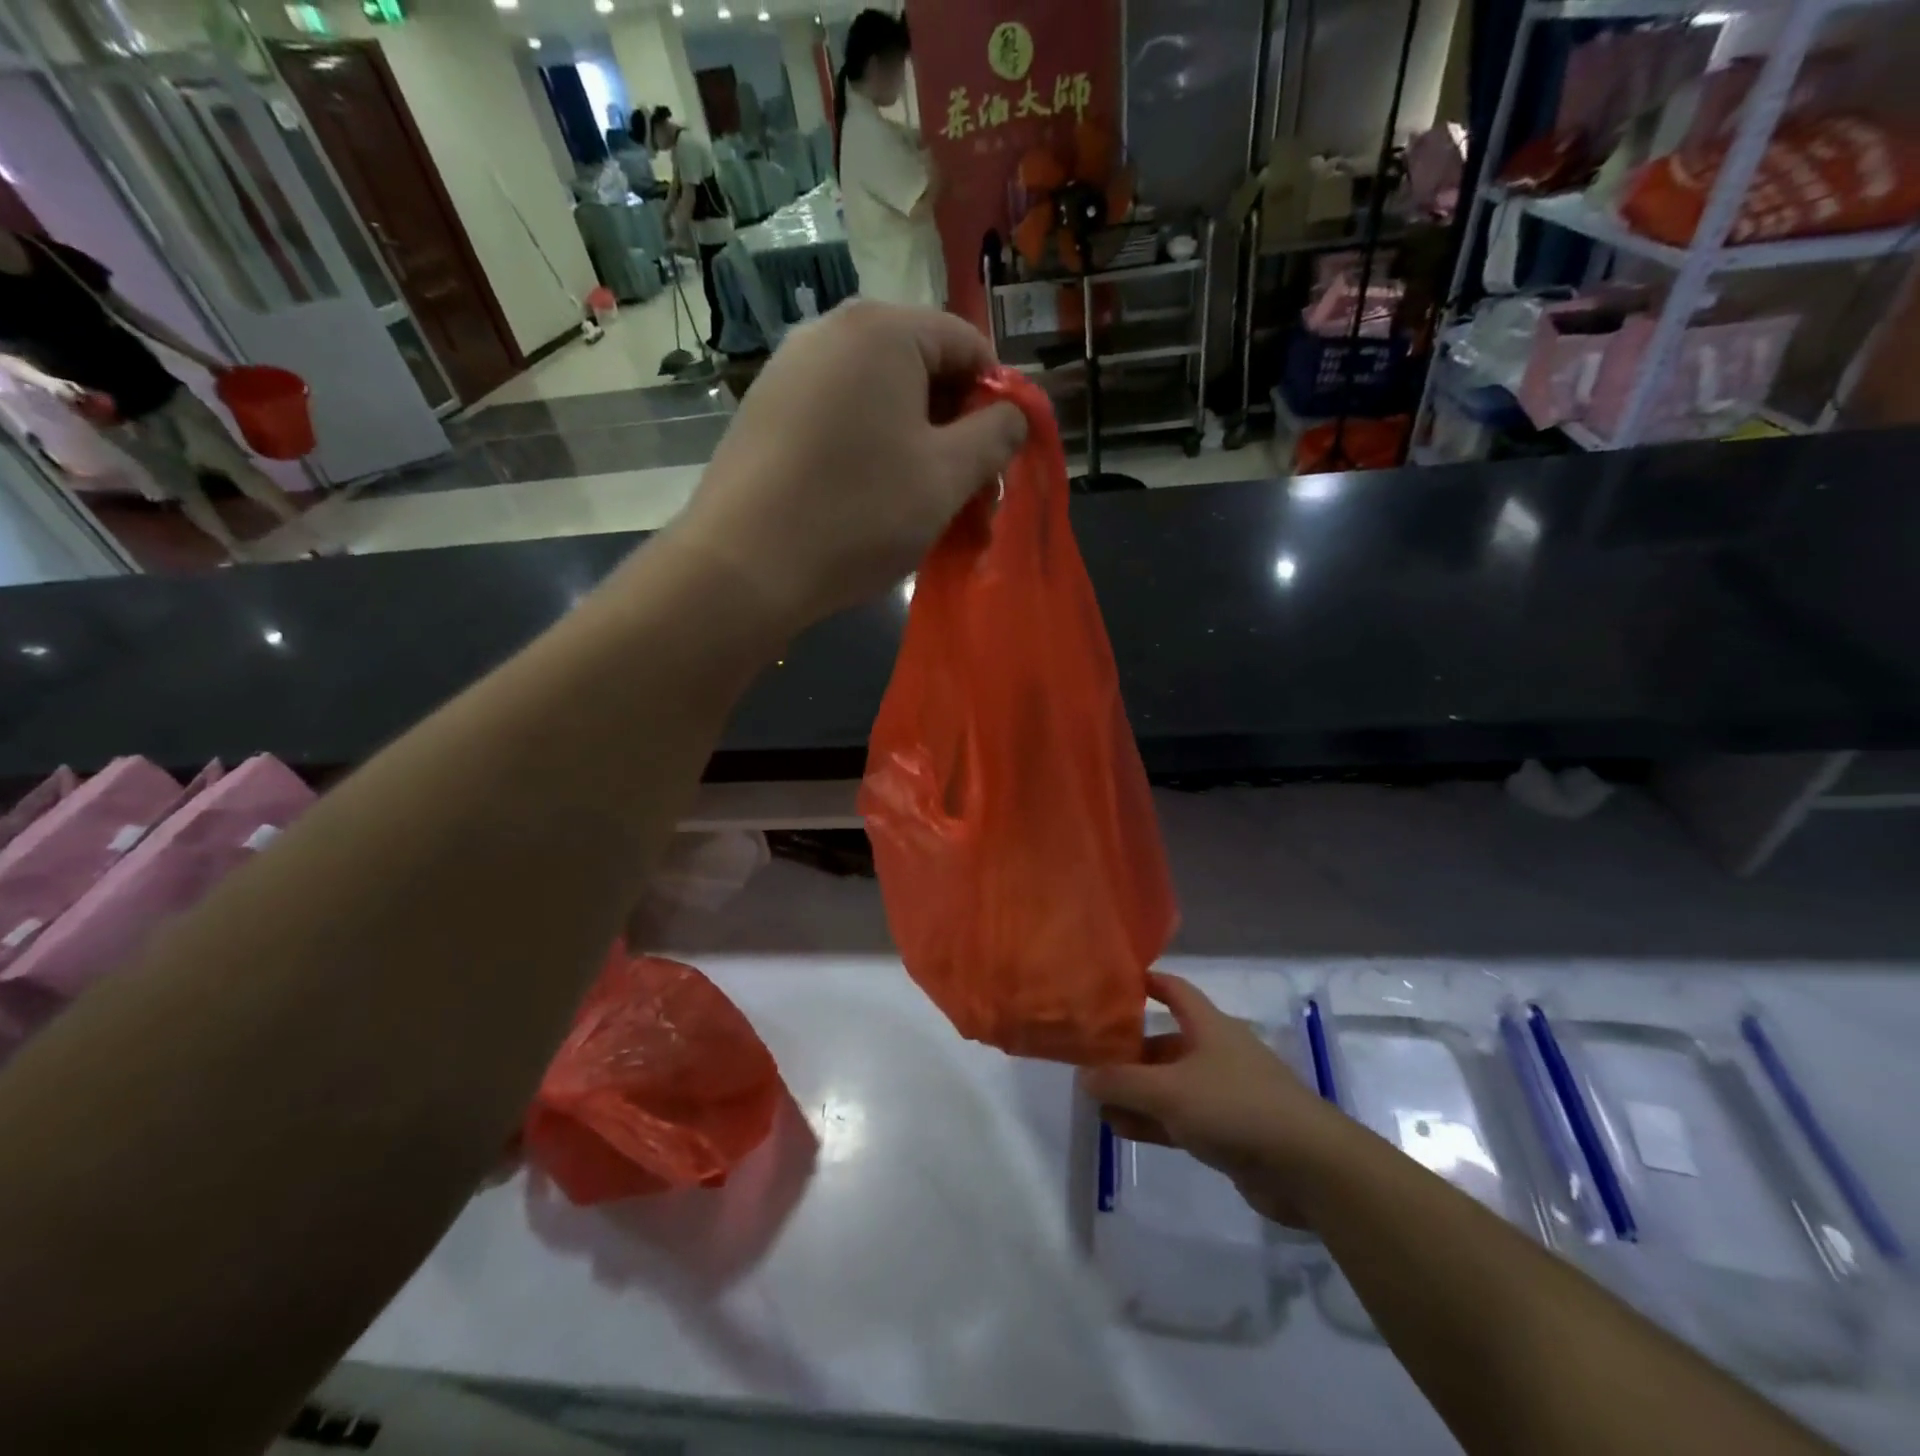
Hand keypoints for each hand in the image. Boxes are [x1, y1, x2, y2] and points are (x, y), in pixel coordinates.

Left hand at [672, 301, 1025, 629]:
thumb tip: (1014, 414)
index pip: (967, 343)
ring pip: (879, 400)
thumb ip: (995, 435)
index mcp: (882, 331)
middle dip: (954, 428)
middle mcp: (830, 332)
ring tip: (922, 504)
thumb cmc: (859, 514)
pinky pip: (840, 419)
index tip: (1001, 457)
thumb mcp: (947, 477)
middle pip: (920, 369)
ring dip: (915, 446)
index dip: (997, 399)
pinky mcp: (765, 412)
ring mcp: (789, 370)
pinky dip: (870, 451)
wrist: (743, 566)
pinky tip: (870, 500)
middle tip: (967, 490)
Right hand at [1080, 974, 1349, 1227]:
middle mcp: (1215, 1052)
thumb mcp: (1169, 1090)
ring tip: (1097, 1102)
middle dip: (1128, 1051)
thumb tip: (1084, 1076)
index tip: (1111, 984)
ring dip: (1136, 1092)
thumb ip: (1122, 1082)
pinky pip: (1180, 1118)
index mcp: (1208, 1026)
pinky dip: (1152, 1121)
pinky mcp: (1227, 1132)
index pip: (1173, 989)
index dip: (1145, 982)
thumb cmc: (1235, 1107)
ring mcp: (1223, 1093)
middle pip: (1164, 1042)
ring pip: (1169, 1084)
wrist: (1307, 1168)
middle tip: (1090, 1061)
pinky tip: (1121, 1129)